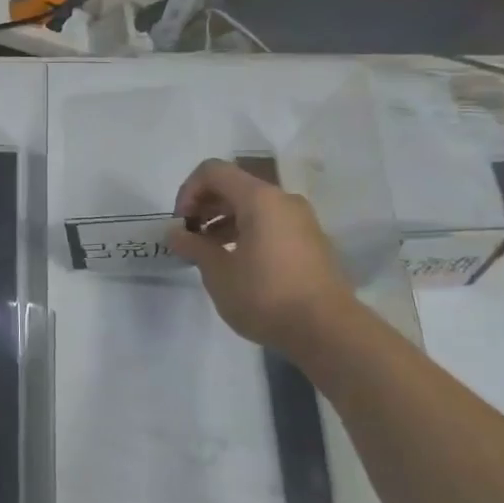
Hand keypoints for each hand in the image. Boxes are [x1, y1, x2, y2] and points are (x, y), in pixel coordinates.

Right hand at [167, 158, 355, 349]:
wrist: (328, 331)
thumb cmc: (265, 295)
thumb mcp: (218, 272)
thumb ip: (193, 246)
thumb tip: (175, 233)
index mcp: (259, 199)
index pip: (213, 171)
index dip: (188, 191)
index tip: (181, 224)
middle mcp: (283, 200)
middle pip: (233, 186)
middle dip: (204, 206)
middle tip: (189, 238)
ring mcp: (301, 220)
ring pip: (252, 206)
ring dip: (223, 221)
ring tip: (208, 252)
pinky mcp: (310, 241)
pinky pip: (269, 223)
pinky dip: (245, 232)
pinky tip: (235, 262)